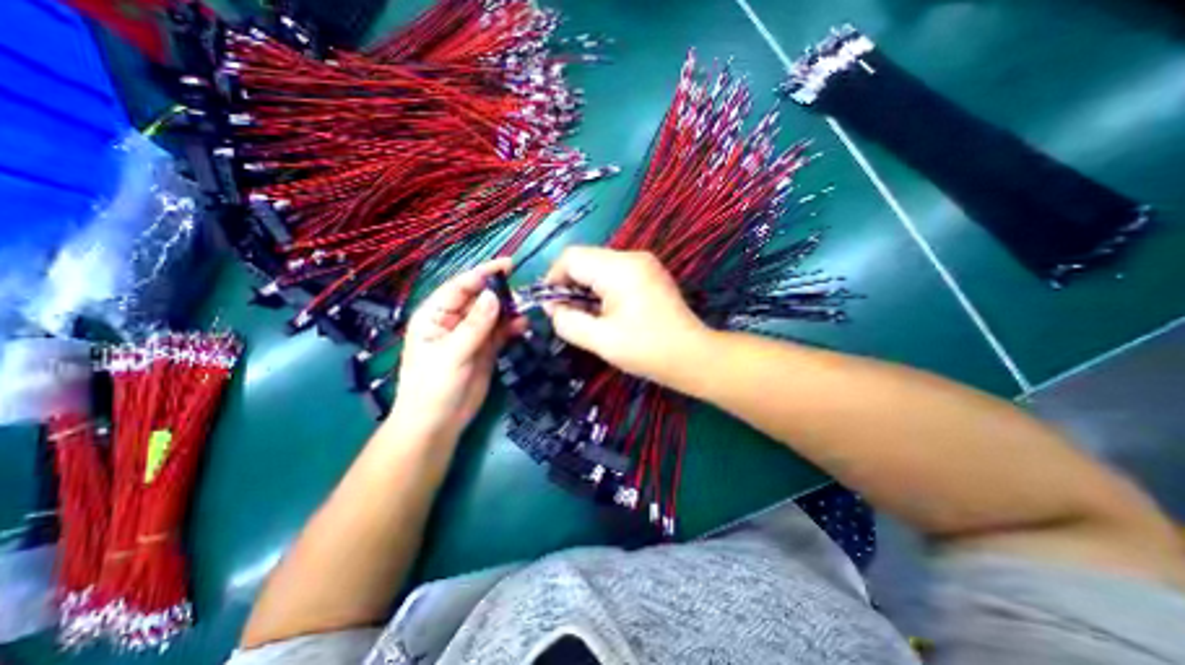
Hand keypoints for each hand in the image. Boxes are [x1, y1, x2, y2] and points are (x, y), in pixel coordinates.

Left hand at [390, 262, 522, 443]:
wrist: (439, 424)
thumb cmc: (433, 387)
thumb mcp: (452, 354)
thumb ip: (475, 325)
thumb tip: (494, 295)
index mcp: (435, 315)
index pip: (460, 287)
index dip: (482, 274)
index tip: (507, 264)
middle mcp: (454, 320)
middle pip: (480, 298)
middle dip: (500, 292)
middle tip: (523, 291)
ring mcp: (472, 335)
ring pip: (493, 314)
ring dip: (509, 310)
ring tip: (526, 309)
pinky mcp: (486, 349)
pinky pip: (501, 332)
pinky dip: (512, 327)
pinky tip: (523, 325)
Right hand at [544, 245, 706, 382]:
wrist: (693, 356)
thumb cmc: (647, 350)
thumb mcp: (601, 341)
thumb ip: (568, 321)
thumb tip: (552, 307)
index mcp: (619, 269)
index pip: (572, 257)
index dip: (553, 278)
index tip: (551, 305)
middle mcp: (632, 257)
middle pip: (585, 259)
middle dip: (570, 284)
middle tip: (567, 314)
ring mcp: (644, 263)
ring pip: (599, 265)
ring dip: (586, 287)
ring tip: (588, 315)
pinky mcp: (650, 273)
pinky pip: (614, 272)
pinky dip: (602, 288)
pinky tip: (606, 311)